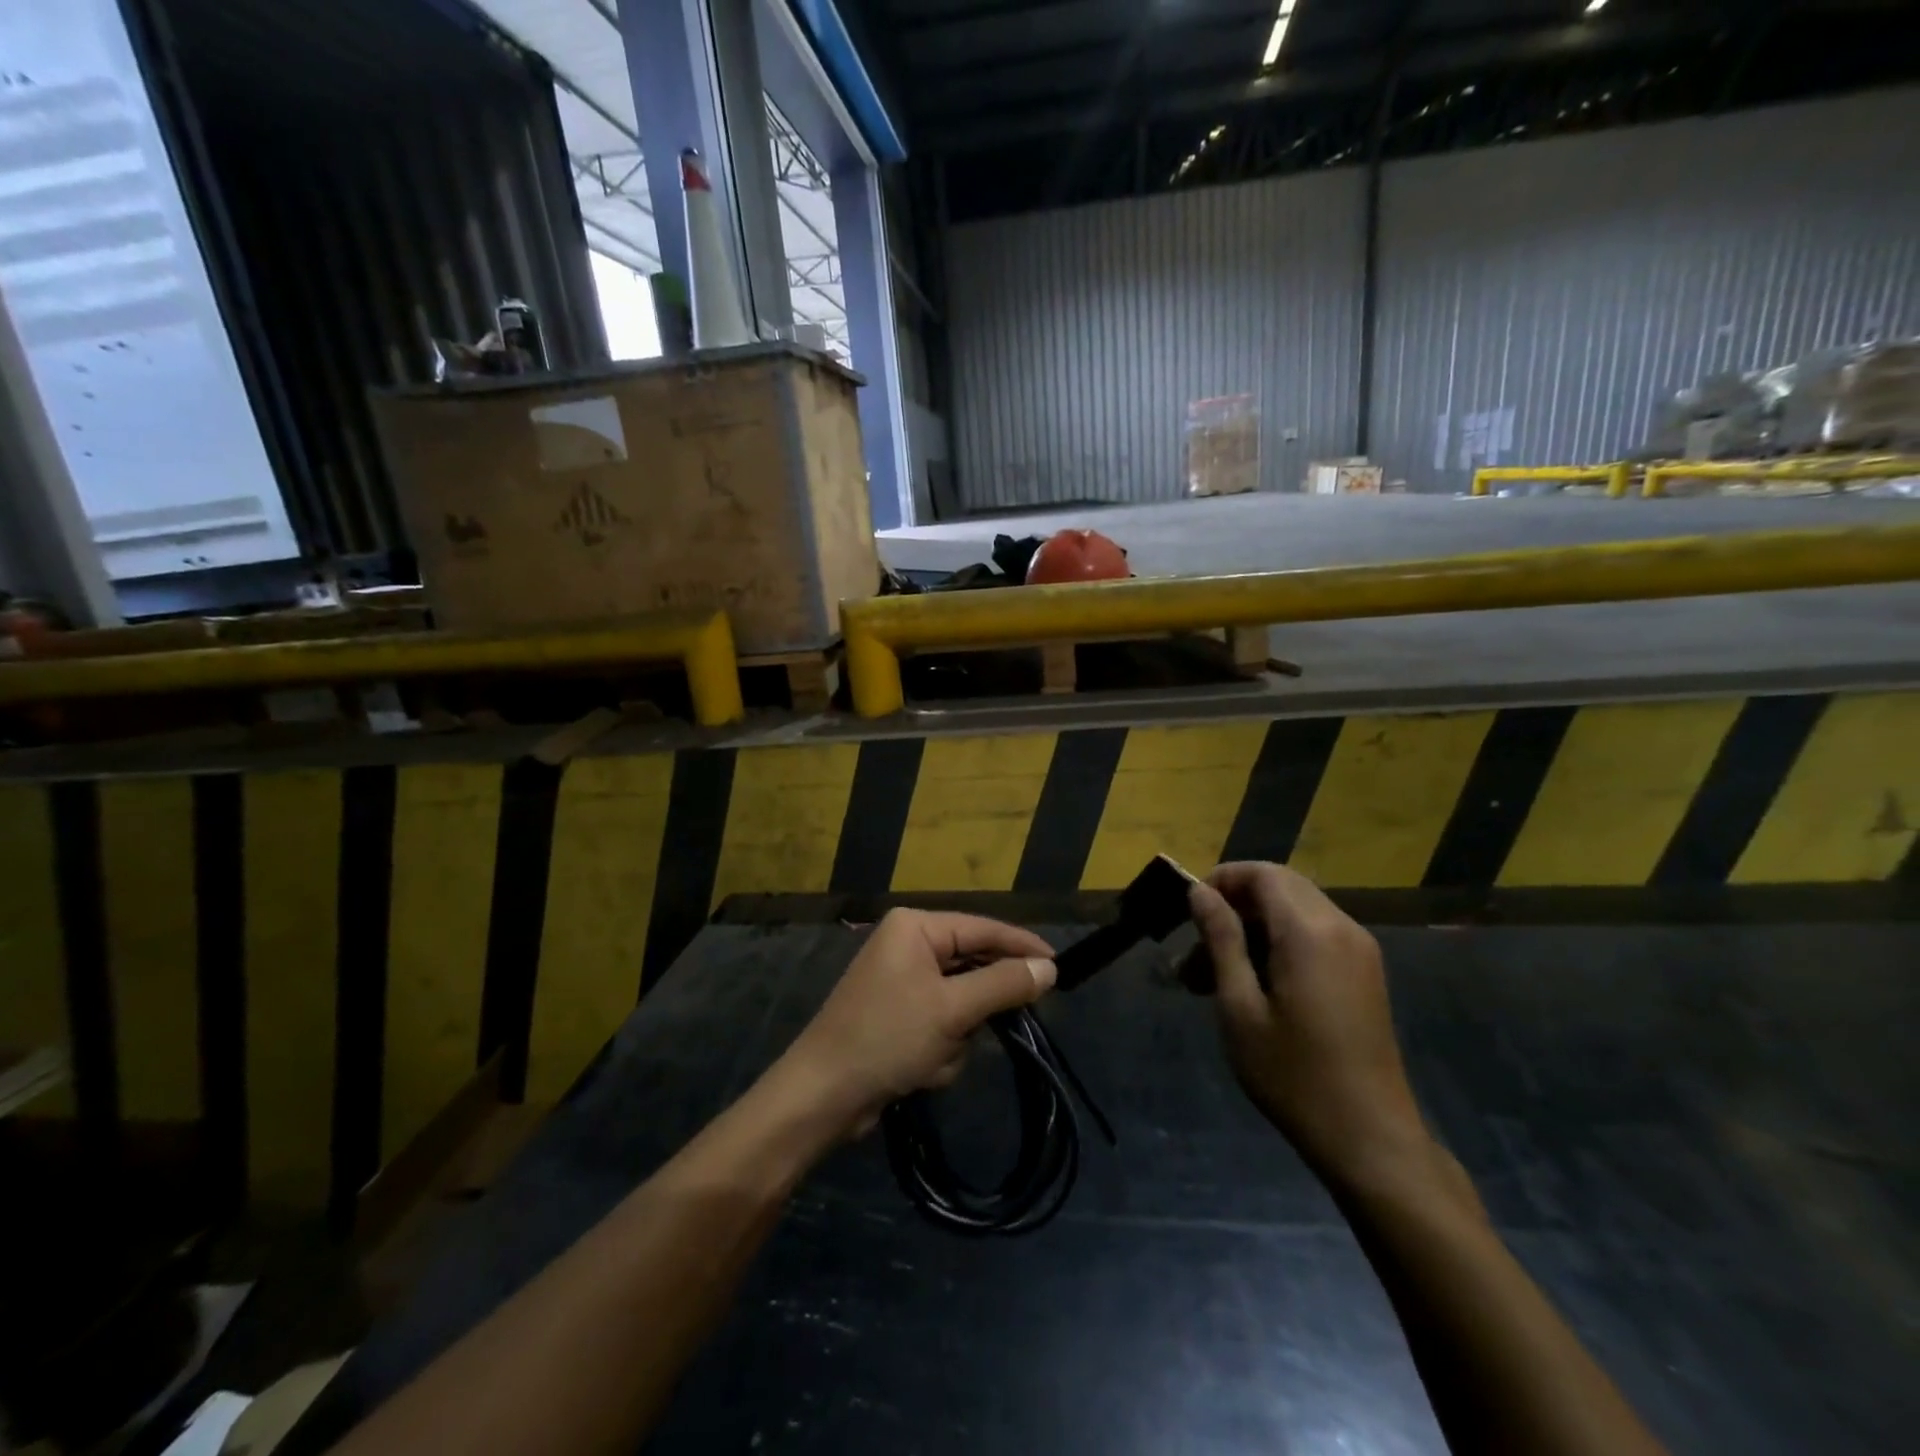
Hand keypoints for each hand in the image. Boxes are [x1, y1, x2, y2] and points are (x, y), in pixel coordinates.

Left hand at [778, 910, 1056, 1139]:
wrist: (823, 1095)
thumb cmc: (887, 1038)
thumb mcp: (953, 1010)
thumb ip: (1004, 984)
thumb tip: (1048, 968)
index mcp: (915, 927)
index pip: (983, 928)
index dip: (1022, 947)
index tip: (1060, 967)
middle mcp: (907, 944)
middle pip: (971, 966)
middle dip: (977, 1008)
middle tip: (995, 1026)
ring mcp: (900, 980)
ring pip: (960, 1001)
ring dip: (957, 1036)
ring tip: (934, 1057)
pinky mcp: (897, 1014)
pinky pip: (941, 1022)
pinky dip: (940, 1048)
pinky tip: (921, 1070)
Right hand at [1189, 862, 1437, 1193]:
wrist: (1369, 1138)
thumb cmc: (1292, 1074)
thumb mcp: (1240, 1006)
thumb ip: (1221, 939)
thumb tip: (1199, 892)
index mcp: (1309, 931)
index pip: (1262, 873)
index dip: (1221, 880)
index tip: (1188, 912)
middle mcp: (1340, 927)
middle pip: (1280, 886)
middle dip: (1233, 906)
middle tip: (1196, 949)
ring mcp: (1358, 950)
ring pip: (1294, 911)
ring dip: (1251, 929)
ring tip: (1210, 976)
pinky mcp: (1364, 972)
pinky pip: (1314, 935)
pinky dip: (1277, 944)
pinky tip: (1250, 986)